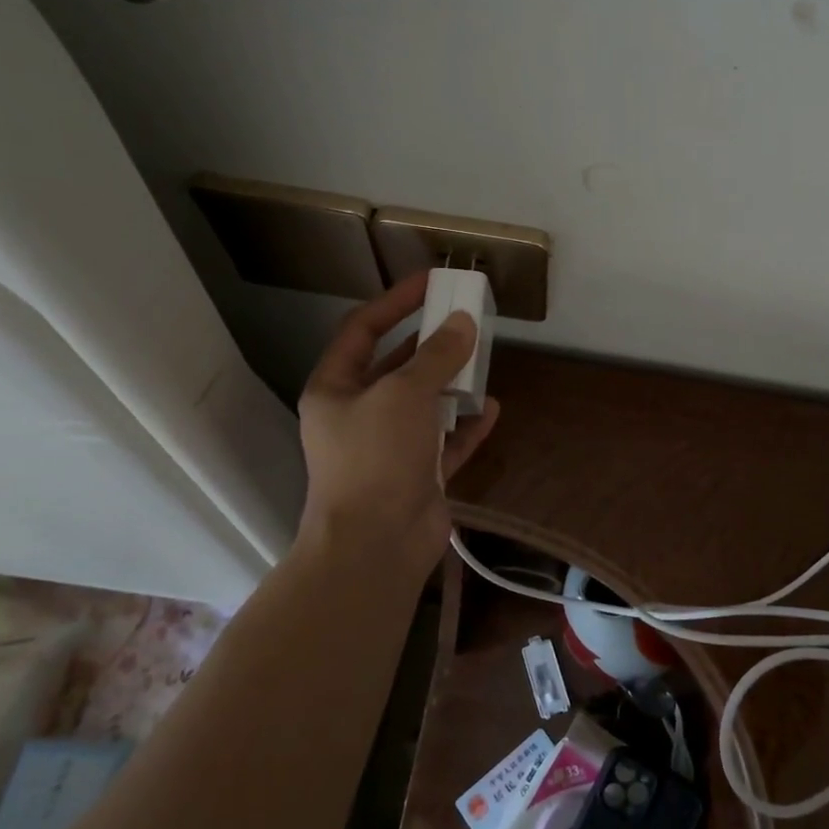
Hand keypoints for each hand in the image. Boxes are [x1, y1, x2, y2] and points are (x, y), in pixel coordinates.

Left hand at [297, 274, 500, 568]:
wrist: (375, 546)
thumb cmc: (376, 458)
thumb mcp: (404, 395)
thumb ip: (436, 356)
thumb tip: (464, 323)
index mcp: (336, 389)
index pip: (364, 329)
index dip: (396, 302)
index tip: (432, 282)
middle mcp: (358, 415)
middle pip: (397, 366)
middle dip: (431, 343)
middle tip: (466, 319)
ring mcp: (389, 447)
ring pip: (424, 403)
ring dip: (452, 383)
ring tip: (483, 359)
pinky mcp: (417, 475)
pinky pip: (445, 441)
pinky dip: (467, 425)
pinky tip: (493, 408)